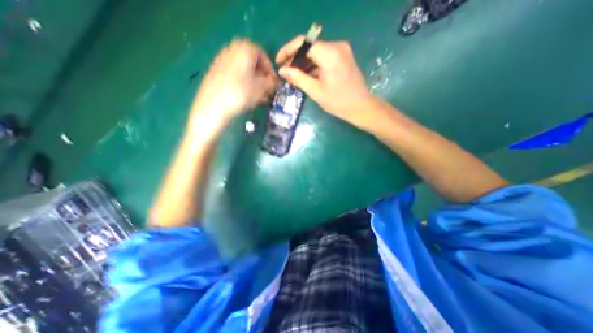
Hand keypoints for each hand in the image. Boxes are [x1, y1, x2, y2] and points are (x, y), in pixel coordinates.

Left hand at [193, 39, 280, 124]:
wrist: (213, 105)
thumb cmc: (242, 92)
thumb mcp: (262, 87)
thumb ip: (272, 83)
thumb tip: (276, 82)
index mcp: (245, 48)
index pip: (264, 56)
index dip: (271, 71)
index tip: (274, 84)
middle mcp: (232, 50)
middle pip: (253, 63)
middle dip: (263, 78)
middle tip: (267, 91)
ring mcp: (222, 61)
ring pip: (244, 71)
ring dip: (254, 83)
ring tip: (260, 97)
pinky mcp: (215, 73)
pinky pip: (235, 76)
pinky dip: (244, 84)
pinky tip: (248, 97)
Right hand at [276, 37, 371, 127]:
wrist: (360, 107)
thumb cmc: (338, 102)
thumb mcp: (315, 91)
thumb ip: (298, 78)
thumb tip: (282, 70)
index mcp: (330, 53)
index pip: (303, 43)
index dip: (288, 51)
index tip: (279, 62)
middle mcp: (337, 46)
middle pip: (310, 47)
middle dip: (296, 59)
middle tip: (286, 73)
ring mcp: (342, 51)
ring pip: (317, 53)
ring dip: (305, 64)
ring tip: (294, 77)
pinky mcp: (344, 57)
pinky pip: (324, 58)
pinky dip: (314, 66)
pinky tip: (307, 76)